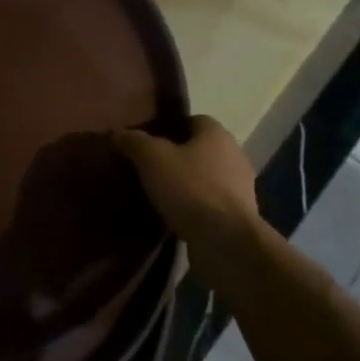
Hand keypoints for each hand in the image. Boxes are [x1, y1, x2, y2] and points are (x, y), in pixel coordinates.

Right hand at [113, 115, 259, 242]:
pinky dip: (193, 206)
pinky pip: (209, 202)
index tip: (147, 140)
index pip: (194, 120)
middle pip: (200, 149)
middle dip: (176, 156)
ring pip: (205, 177)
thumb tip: (119, 134)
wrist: (226, 240)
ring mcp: (240, 188)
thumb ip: (134, 142)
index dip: (170, 127)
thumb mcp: (152, 158)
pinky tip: (172, 214)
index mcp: (217, 135)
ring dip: (185, 183)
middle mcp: (234, 155)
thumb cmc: (190, 188)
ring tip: (156, 193)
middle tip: (146, 166)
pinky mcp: (238, 216)